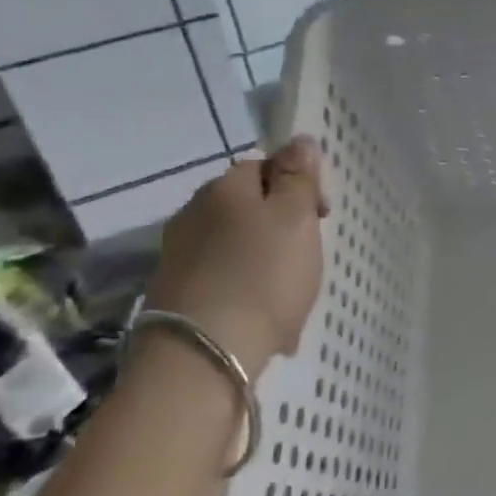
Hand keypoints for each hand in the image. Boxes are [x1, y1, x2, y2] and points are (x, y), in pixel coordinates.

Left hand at [143, 138, 327, 375]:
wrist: (203, 356)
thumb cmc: (262, 277)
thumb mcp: (295, 219)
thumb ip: (298, 177)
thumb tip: (299, 139)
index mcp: (224, 188)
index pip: (265, 166)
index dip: (298, 185)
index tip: (322, 217)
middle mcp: (193, 214)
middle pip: (248, 207)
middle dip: (281, 226)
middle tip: (308, 256)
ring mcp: (178, 256)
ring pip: (237, 246)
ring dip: (265, 261)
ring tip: (289, 293)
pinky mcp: (174, 295)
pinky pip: (223, 280)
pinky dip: (246, 291)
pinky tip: (264, 318)